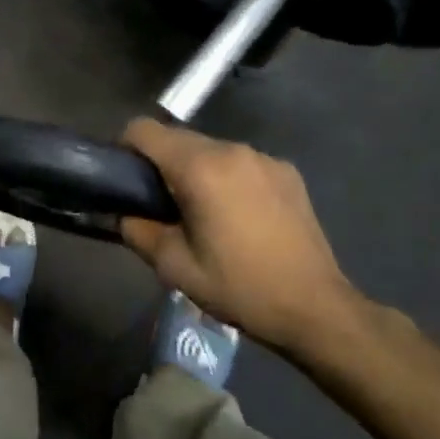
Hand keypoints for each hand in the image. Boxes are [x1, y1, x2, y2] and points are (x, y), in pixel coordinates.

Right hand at [120, 118, 365, 353]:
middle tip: (161, 204)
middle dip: (161, 163)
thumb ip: (137, 230)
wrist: (316, 308)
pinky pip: (240, 162)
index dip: (125, 148)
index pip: (144, 129)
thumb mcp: (174, 267)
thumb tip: (123, 212)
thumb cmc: (239, 287)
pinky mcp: (287, 171)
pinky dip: (228, 178)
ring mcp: (263, 158)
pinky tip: (240, 216)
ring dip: (196, 170)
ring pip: (210, 149)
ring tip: (202, 212)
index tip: (124, 177)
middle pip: (178, 138)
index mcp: (200, 168)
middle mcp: (231, 149)